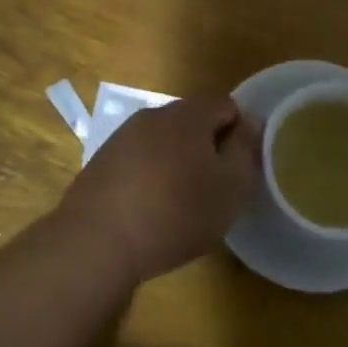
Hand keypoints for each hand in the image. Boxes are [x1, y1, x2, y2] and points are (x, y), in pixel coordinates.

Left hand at [57, 95, 261, 285]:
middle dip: (209, 147)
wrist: (97, 241)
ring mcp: (122, 138)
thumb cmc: (176, 212)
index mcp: (188, 114)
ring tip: (183, 203)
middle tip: (217, 188)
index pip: (226, 105)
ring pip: (164, 141)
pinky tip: (150, 210)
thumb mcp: (230, 187)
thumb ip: (245, 149)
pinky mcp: (101, 163)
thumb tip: (251, 121)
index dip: (241, 132)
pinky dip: (151, 177)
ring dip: (178, 162)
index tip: (242, 168)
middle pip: (193, 121)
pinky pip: (139, 161)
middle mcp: (153, 115)